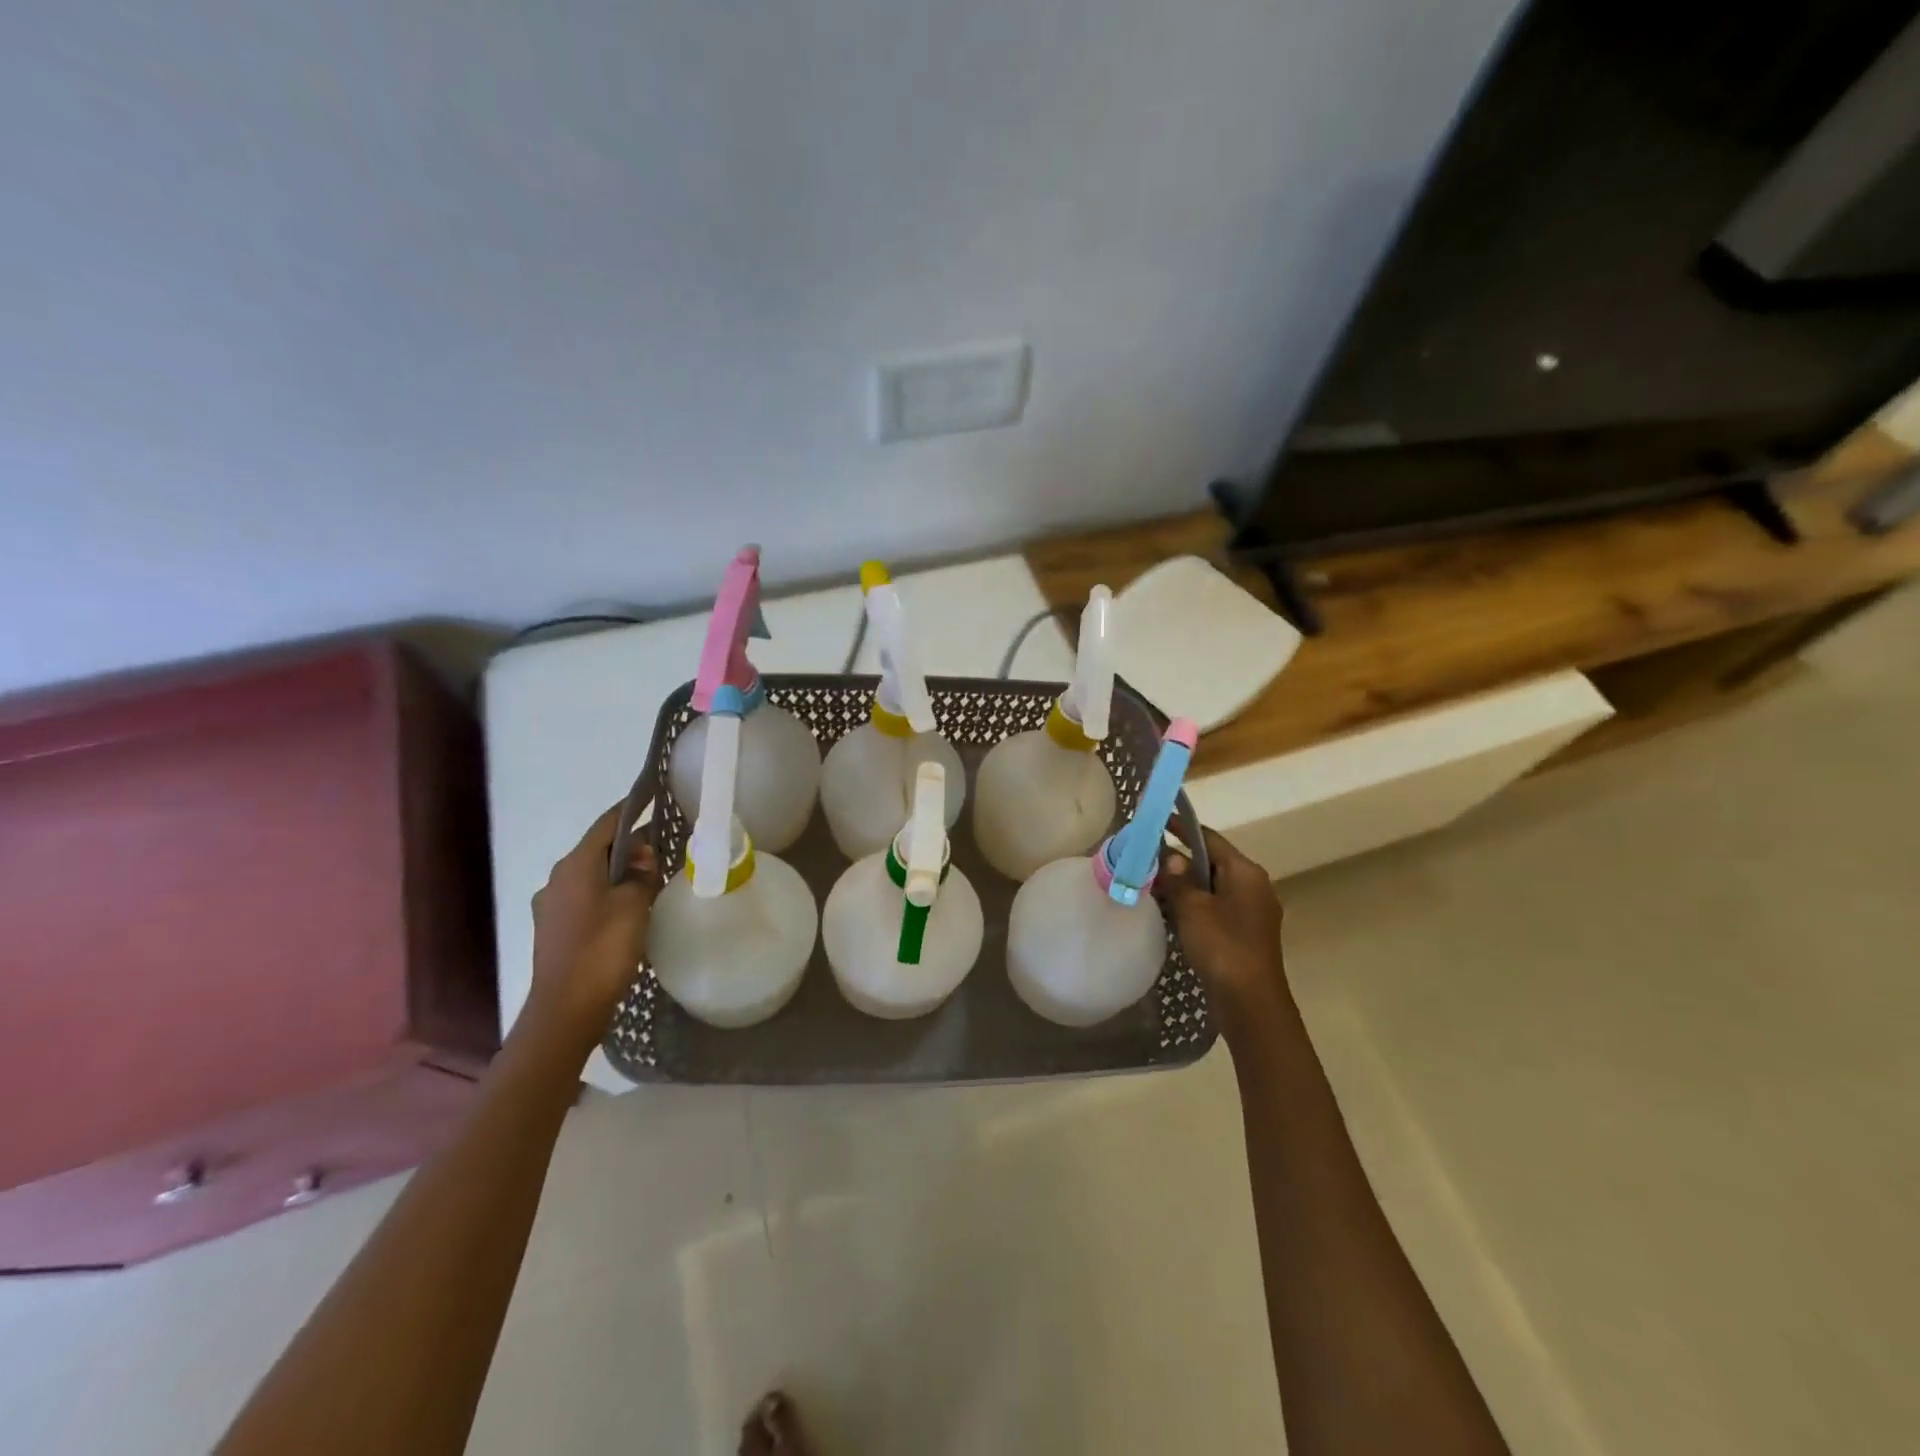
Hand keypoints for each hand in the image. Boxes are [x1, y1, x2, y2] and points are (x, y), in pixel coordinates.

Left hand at [525, 803, 662, 1057]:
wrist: (566, 1010)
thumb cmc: (602, 949)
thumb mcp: (635, 905)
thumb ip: (642, 874)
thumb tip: (643, 856)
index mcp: (574, 866)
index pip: (606, 824)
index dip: (632, 809)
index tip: (654, 795)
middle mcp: (557, 879)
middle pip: (598, 850)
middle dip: (630, 846)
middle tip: (664, 846)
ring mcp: (551, 906)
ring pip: (593, 876)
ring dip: (620, 872)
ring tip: (652, 878)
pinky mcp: (554, 930)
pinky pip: (587, 898)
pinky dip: (609, 894)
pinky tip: (630, 908)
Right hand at [1158, 827, 1288, 1035]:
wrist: (1250, 1003)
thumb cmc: (1223, 947)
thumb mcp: (1193, 908)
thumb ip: (1178, 879)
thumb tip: (1169, 857)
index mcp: (1245, 872)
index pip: (1209, 838)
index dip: (1181, 828)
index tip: (1156, 821)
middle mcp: (1253, 886)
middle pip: (1211, 862)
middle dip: (1179, 859)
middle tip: (1146, 857)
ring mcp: (1250, 912)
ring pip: (1211, 886)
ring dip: (1184, 884)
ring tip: (1151, 882)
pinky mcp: (1243, 934)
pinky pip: (1214, 907)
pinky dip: (1193, 904)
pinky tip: (1169, 911)